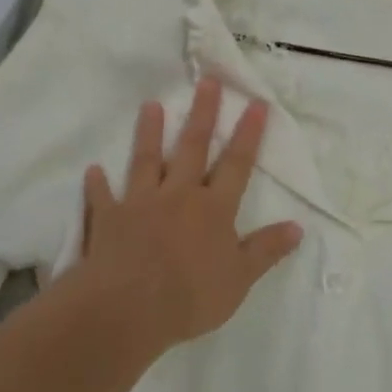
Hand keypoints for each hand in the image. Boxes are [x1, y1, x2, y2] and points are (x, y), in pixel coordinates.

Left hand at [71, 77, 303, 353]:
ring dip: (149, 133)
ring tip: (150, 105)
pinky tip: (93, 170)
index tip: (256, 102)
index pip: (237, 164)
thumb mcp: (240, 279)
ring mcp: (141, 204)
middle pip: (192, 147)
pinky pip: (103, 198)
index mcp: (213, 209)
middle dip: (202, 113)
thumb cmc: (190, 296)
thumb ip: (266, 249)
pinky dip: (98, 184)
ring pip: (146, 160)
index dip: (248, 133)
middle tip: (207, 81)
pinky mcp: (108, 220)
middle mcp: (178, 196)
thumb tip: (298, 226)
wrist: (127, 310)